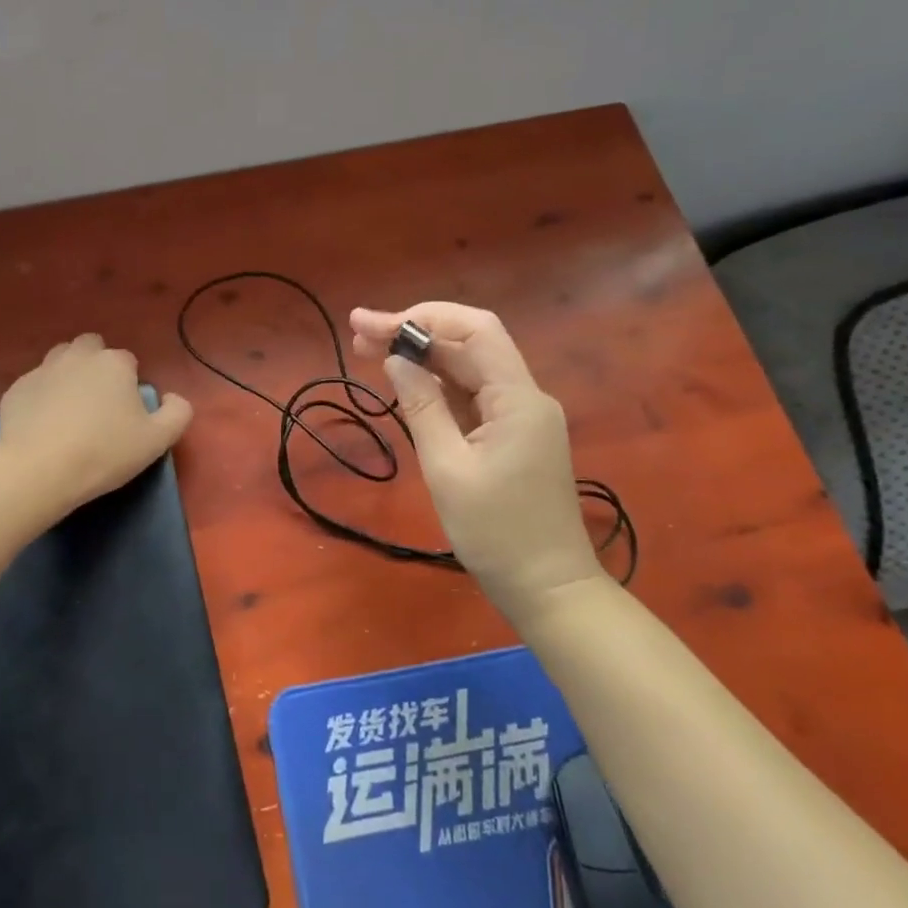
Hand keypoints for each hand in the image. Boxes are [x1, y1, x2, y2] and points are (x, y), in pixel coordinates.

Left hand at [0, 334, 193, 516]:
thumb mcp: (157, 440)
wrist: (40, 470)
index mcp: (114, 363)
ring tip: (70, 409)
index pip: (128, 360)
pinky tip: (44, 425)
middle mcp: (77, 356)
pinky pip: (34, 386)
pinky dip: (41, 398)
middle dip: (96, 365)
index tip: (127, 411)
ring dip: (68, 375)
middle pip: (90, 347)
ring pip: (59, 360)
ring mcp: (42, 370)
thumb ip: (177, 413)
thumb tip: (173, 398)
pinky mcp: (15, 390)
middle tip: (99, 402)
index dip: (129, 382)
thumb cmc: (105, 452)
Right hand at [351, 302, 602, 625]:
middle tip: (359, 332)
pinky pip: (471, 395)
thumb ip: (421, 407)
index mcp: (517, 398)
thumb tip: (396, 360)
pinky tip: (404, 382)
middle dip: (415, 331)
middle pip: (469, 344)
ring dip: (422, 356)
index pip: (473, 331)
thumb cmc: (496, 534)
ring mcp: (520, 416)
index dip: (421, 318)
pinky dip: (436, 384)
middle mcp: (524, 396)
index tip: (371, 325)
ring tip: (369, 350)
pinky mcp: (511, 435)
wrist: (548, 589)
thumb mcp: (447, 469)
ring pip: (468, 368)